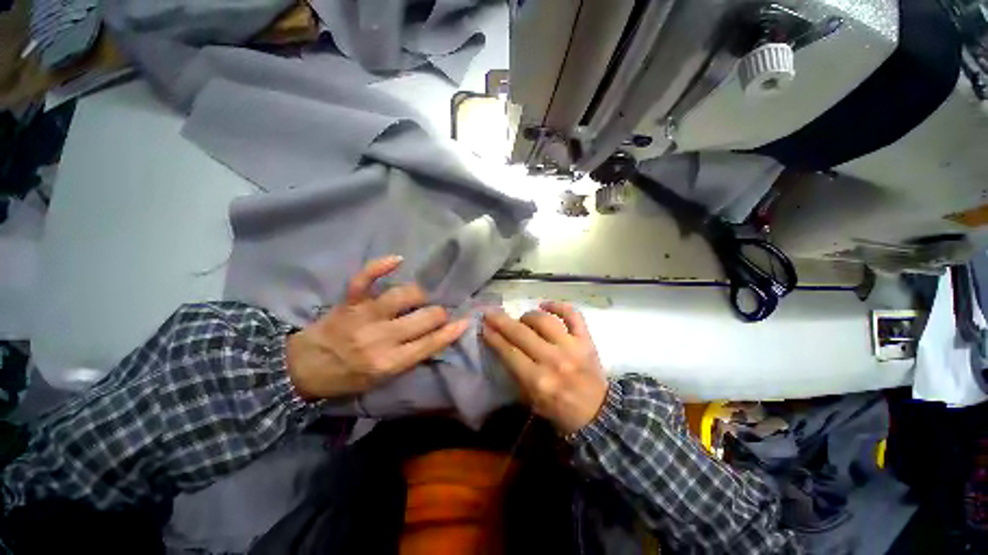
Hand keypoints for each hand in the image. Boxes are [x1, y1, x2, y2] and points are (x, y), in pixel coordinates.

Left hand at [286, 255, 468, 400]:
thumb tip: (437, 336)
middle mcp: (381, 337)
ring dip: (421, 294)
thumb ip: (410, 359)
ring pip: (404, 295)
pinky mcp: (350, 301)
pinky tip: (398, 259)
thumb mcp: (382, 379)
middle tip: (440, 312)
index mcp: (389, 362)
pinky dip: (380, 265)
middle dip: (440, 313)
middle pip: (425, 317)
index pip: (431, 343)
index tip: (466, 320)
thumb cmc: (347, 377)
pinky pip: (366, 278)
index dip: (452, 331)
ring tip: (424, 296)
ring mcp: (365, 316)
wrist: (302, 369)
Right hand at [482, 302, 607, 434]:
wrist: (597, 414)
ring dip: (528, 316)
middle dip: (501, 321)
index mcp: (538, 380)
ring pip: (544, 320)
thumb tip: (501, 344)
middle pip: (521, 333)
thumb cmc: (558, 408)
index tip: (484, 325)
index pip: (509, 351)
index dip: (493, 336)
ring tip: (523, 319)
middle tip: (491, 313)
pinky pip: (573, 315)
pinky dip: (559, 306)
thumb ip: (515, 372)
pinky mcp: (586, 340)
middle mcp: (553, 360)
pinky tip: (545, 305)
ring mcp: (572, 347)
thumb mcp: (530, 399)